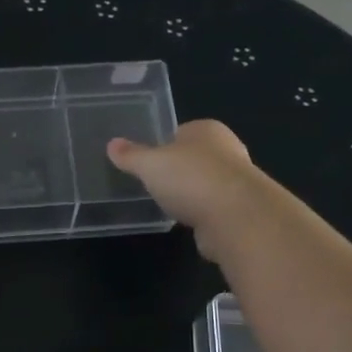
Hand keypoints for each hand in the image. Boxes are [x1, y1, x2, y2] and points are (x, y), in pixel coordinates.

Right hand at [107, 120, 259, 259]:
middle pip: (195, 157)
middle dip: (178, 170)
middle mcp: (226, 150)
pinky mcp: (240, 210)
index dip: (163, 145)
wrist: (236, 217)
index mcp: (206, 129)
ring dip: (191, 194)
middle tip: (154, 183)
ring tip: (168, 205)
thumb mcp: (150, 164)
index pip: (181, 132)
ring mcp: (236, 181)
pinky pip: (213, 208)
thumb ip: (131, 156)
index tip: (147, 161)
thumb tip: (111, 144)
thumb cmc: (190, 178)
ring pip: (205, 183)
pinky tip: (187, 222)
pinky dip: (201, 214)